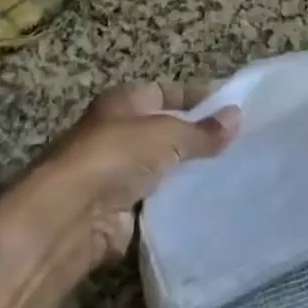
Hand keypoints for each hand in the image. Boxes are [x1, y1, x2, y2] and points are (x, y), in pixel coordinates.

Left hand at [18, 82, 241, 263]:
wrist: (70, 215)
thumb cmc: (116, 155)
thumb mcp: (168, 134)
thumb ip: (203, 131)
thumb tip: (237, 117)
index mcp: (122, 102)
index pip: (165, 92)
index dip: (195, 98)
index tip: (229, 106)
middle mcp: (116, 133)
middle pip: (164, 131)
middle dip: (195, 137)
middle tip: (237, 143)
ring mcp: (116, 173)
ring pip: (162, 167)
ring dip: (187, 172)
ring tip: (230, 173)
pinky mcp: (119, 209)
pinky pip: (157, 201)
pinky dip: (177, 202)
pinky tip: (208, 203)